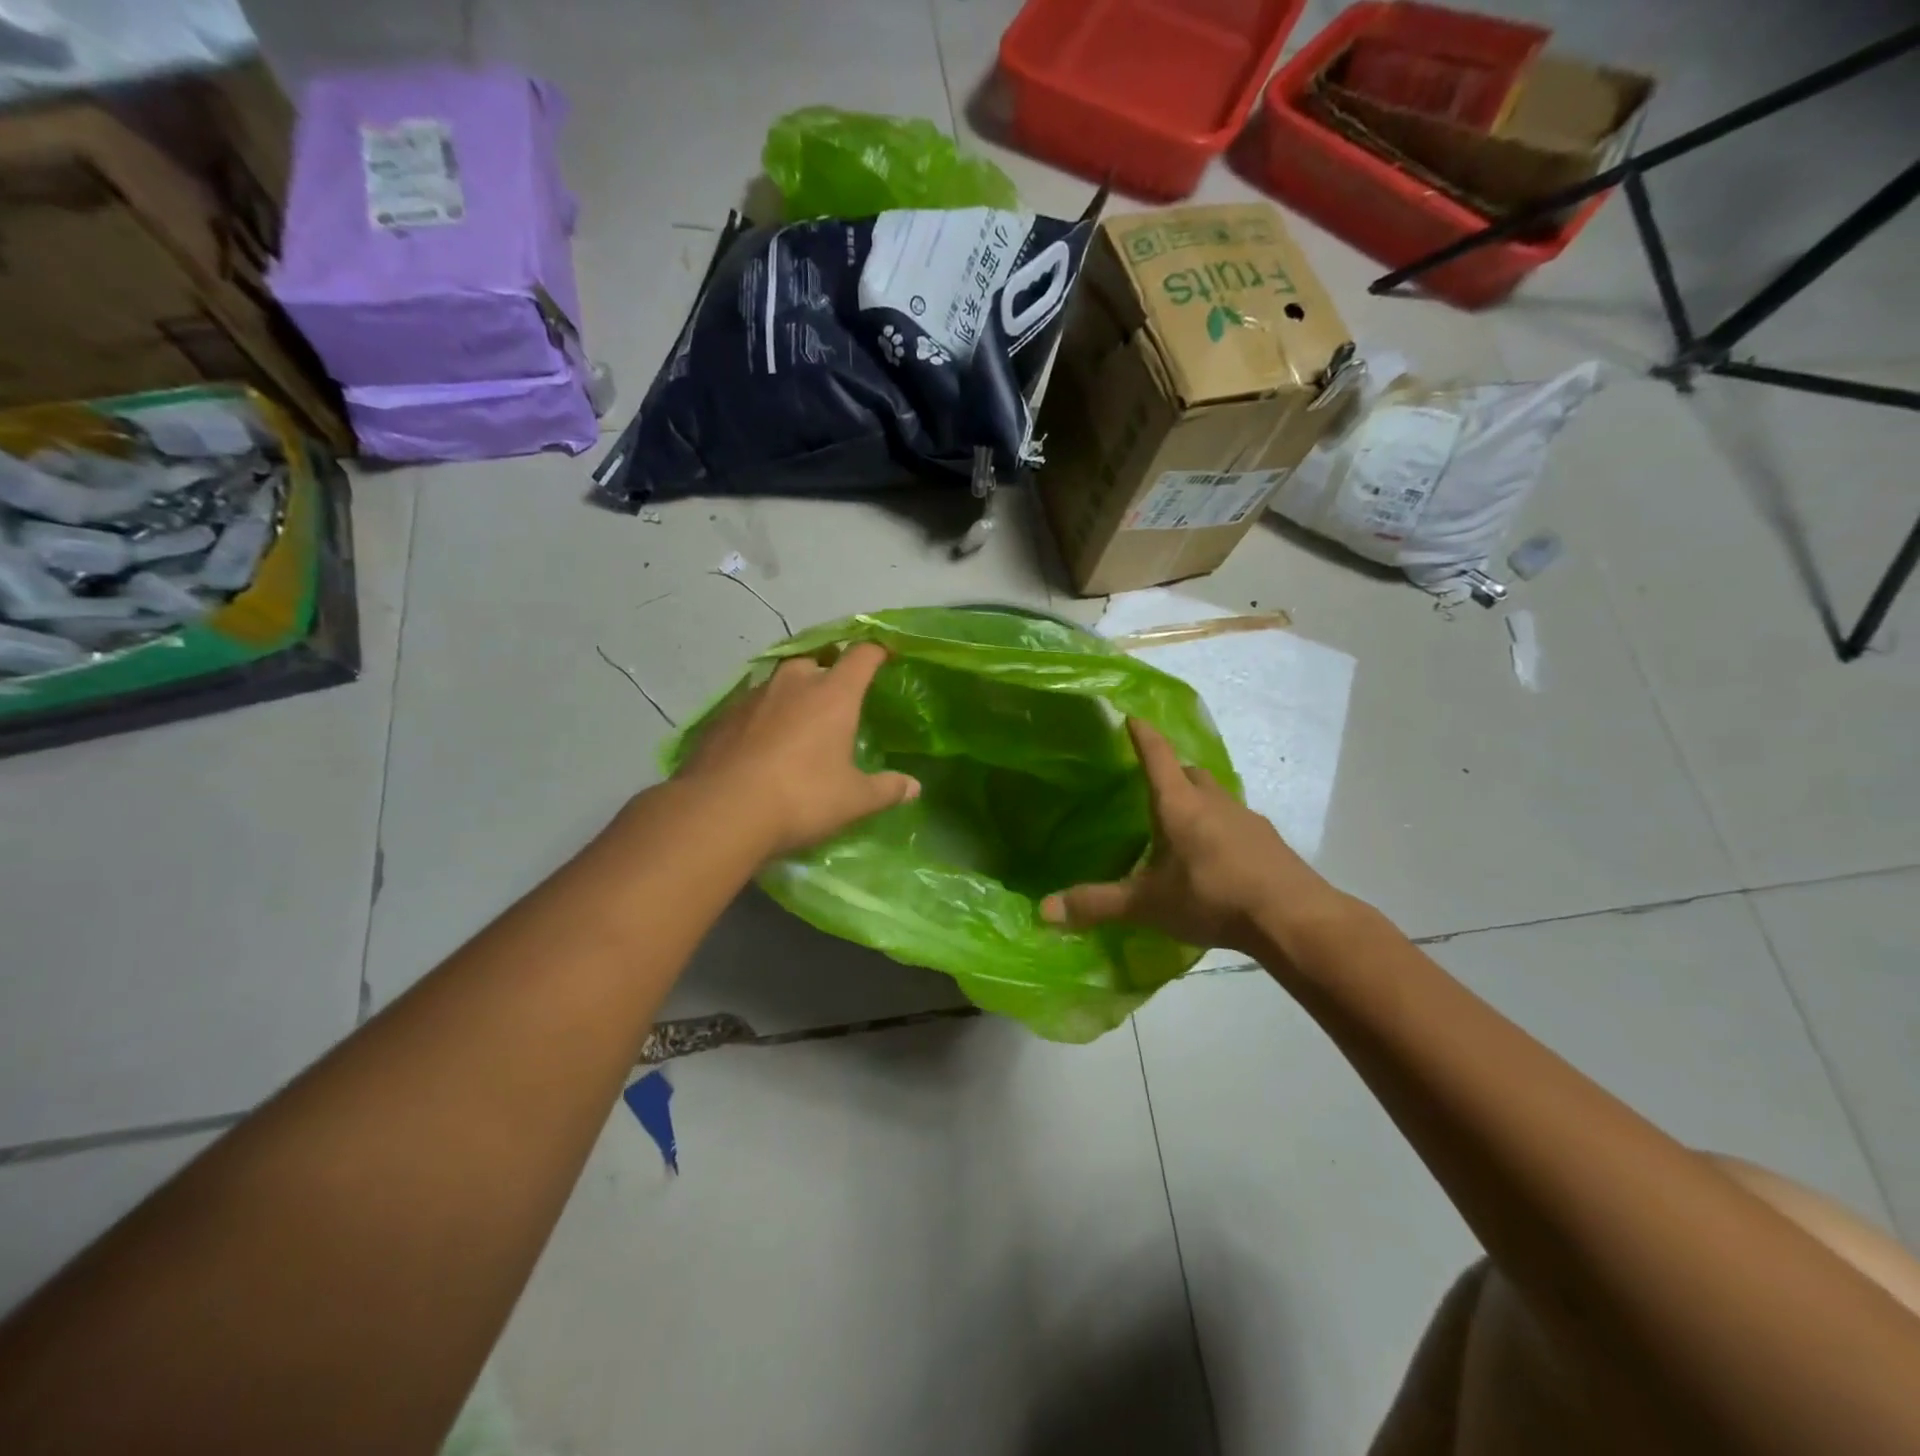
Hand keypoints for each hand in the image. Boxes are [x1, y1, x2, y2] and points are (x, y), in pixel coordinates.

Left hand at [673, 643, 918, 857]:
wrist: (720, 812)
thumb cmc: (801, 798)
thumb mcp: (853, 800)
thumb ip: (886, 790)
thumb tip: (914, 787)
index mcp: (833, 695)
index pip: (862, 656)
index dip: (877, 651)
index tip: (886, 654)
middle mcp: (792, 684)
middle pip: (816, 661)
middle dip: (828, 672)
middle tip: (836, 698)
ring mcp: (752, 697)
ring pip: (779, 682)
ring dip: (791, 695)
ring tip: (797, 723)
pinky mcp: (721, 717)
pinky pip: (750, 706)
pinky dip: (761, 717)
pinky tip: (760, 744)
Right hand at [1040, 719, 1341, 954]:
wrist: (1293, 918)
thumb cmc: (1212, 897)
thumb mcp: (1148, 904)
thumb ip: (1098, 904)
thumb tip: (1044, 910)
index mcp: (1180, 805)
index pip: (1157, 757)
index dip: (1142, 736)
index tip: (1132, 717)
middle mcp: (1214, 802)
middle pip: (1190, 772)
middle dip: (1171, 772)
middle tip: (1153, 787)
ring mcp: (1247, 819)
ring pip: (1217, 796)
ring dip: (1199, 801)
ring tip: (1182, 826)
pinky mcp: (1269, 842)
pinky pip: (1237, 822)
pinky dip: (1221, 828)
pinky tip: (1216, 858)